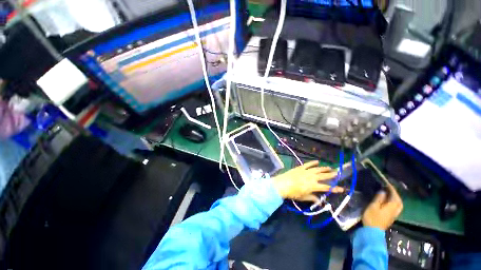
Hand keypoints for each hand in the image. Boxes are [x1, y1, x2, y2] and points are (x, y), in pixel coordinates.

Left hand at [271, 161, 343, 201]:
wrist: (282, 184)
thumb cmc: (293, 193)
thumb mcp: (303, 197)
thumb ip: (312, 198)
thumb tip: (320, 201)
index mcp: (313, 186)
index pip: (326, 187)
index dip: (335, 188)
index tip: (342, 188)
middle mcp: (311, 177)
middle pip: (323, 176)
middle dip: (331, 175)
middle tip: (337, 173)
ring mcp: (306, 171)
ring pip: (317, 169)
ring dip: (324, 168)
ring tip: (330, 167)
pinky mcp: (300, 168)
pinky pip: (308, 164)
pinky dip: (313, 162)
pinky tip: (317, 161)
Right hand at [362, 183, 402, 230]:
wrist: (373, 231)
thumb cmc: (372, 217)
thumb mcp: (373, 206)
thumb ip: (379, 198)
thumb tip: (383, 191)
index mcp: (392, 206)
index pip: (394, 195)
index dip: (391, 188)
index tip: (387, 182)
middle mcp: (395, 210)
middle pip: (399, 200)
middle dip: (395, 194)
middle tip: (388, 188)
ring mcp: (394, 215)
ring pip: (398, 205)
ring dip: (395, 198)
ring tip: (388, 194)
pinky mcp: (391, 217)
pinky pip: (395, 207)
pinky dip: (393, 202)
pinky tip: (387, 202)